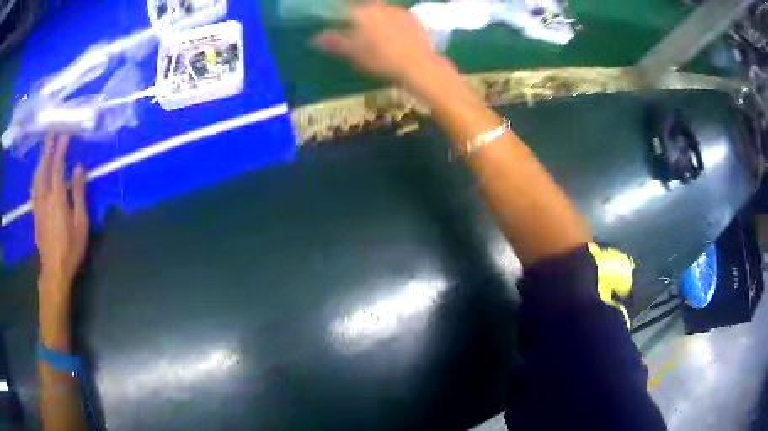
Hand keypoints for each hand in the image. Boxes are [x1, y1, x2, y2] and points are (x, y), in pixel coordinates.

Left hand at [32, 135, 88, 290]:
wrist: (54, 271)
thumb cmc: (71, 248)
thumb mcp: (81, 223)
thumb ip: (79, 194)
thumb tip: (78, 169)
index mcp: (57, 198)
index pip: (57, 167)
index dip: (60, 150)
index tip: (65, 136)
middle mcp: (45, 197)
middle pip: (44, 168)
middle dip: (47, 150)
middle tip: (51, 135)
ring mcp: (38, 205)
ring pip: (37, 177)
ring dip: (40, 161)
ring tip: (44, 150)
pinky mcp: (35, 213)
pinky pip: (34, 188)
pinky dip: (36, 175)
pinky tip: (37, 173)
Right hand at [313, 1, 437, 84]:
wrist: (418, 65)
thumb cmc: (381, 59)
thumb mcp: (353, 53)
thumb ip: (333, 42)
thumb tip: (313, 37)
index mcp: (362, 12)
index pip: (344, 8)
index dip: (338, 14)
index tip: (335, 22)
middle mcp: (379, 6)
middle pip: (364, 7)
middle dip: (358, 15)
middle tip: (357, 30)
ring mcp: (398, 10)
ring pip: (381, 10)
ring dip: (376, 17)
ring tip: (376, 32)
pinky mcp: (413, 18)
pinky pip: (397, 16)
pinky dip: (392, 22)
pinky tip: (394, 34)